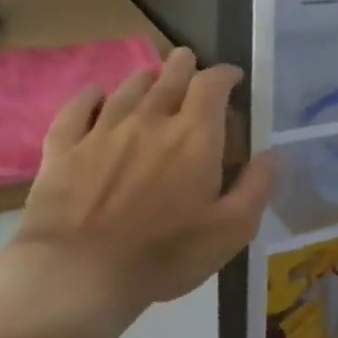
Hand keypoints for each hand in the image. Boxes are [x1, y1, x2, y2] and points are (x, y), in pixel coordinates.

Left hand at [0, 47, 277, 333]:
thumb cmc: (166, 252)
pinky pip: (75, 112)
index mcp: (195, 136)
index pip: (212, 85)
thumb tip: (276, 154)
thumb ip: (258, 186)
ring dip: (145, 78)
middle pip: (168, 77)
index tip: (234, 78)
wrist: (76, 275)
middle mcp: (150, 121)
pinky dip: (88, 97)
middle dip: (183, 66)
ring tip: (153, 77)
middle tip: (189, 62)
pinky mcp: (62, 152)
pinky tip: (95, 93)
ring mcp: (101, 134)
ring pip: (126, 89)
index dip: (225, 74)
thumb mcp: (233, 228)